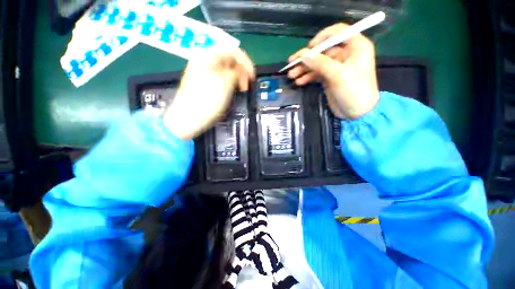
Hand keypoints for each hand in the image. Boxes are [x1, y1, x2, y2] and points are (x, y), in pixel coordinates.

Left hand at [163, 49, 254, 139]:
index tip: (252, 75)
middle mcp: (204, 62)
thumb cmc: (205, 102)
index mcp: (207, 57)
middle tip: (247, 84)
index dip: (245, 61)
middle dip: (241, 70)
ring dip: (237, 77)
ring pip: (226, 69)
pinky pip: (222, 77)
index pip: (231, 50)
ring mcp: (204, 73)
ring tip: (242, 89)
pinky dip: (230, 82)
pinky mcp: (205, 83)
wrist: (187, 120)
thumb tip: (242, 70)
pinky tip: (233, 90)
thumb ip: (235, 73)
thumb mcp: (224, 85)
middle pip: (229, 59)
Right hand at [287, 23, 379, 118]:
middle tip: (291, 64)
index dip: (322, 37)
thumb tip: (303, 54)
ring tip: (291, 75)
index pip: (338, 32)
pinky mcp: (330, 78)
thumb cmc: (354, 91)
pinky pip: (316, 74)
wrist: (358, 113)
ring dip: (304, 69)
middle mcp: (346, 54)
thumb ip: (320, 63)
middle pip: (323, 50)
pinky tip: (299, 82)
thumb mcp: (338, 75)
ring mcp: (337, 67)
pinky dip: (308, 77)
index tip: (309, 48)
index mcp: (355, 46)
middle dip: (307, 58)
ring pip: (318, 63)